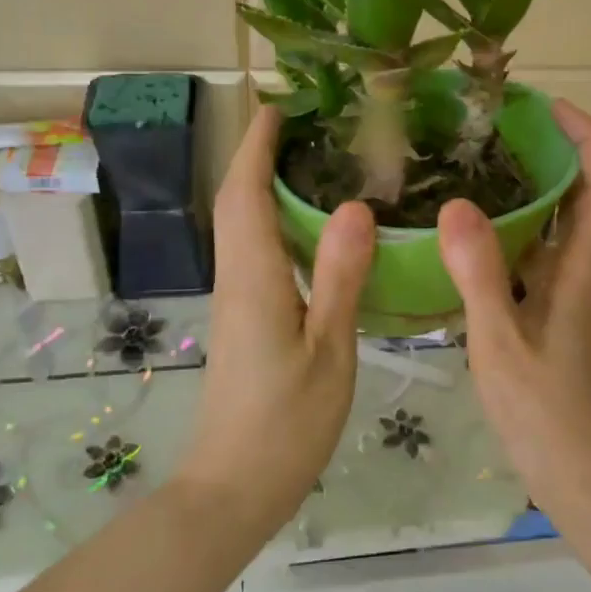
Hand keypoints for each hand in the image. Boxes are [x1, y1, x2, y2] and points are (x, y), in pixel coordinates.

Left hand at [180, 106, 374, 533]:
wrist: (234, 486)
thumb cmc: (286, 423)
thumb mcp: (329, 349)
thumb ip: (341, 277)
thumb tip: (355, 206)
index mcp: (254, 278)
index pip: (245, 193)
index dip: (255, 145)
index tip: (277, 105)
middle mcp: (236, 279)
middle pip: (237, 203)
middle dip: (259, 156)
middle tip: (307, 125)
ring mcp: (236, 301)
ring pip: (243, 227)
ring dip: (265, 186)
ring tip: (314, 162)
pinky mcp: (245, 320)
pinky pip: (255, 252)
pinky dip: (275, 223)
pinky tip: (312, 231)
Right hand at [439, 101, 590, 513]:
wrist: (585, 480)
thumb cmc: (546, 415)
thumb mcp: (501, 342)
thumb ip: (480, 275)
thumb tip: (456, 205)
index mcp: (581, 272)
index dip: (587, 138)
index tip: (552, 106)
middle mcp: (584, 276)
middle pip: (584, 199)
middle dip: (556, 155)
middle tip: (502, 129)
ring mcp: (573, 300)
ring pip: (559, 232)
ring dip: (534, 195)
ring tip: (480, 171)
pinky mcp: (558, 322)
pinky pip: (539, 262)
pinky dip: (516, 238)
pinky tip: (473, 242)